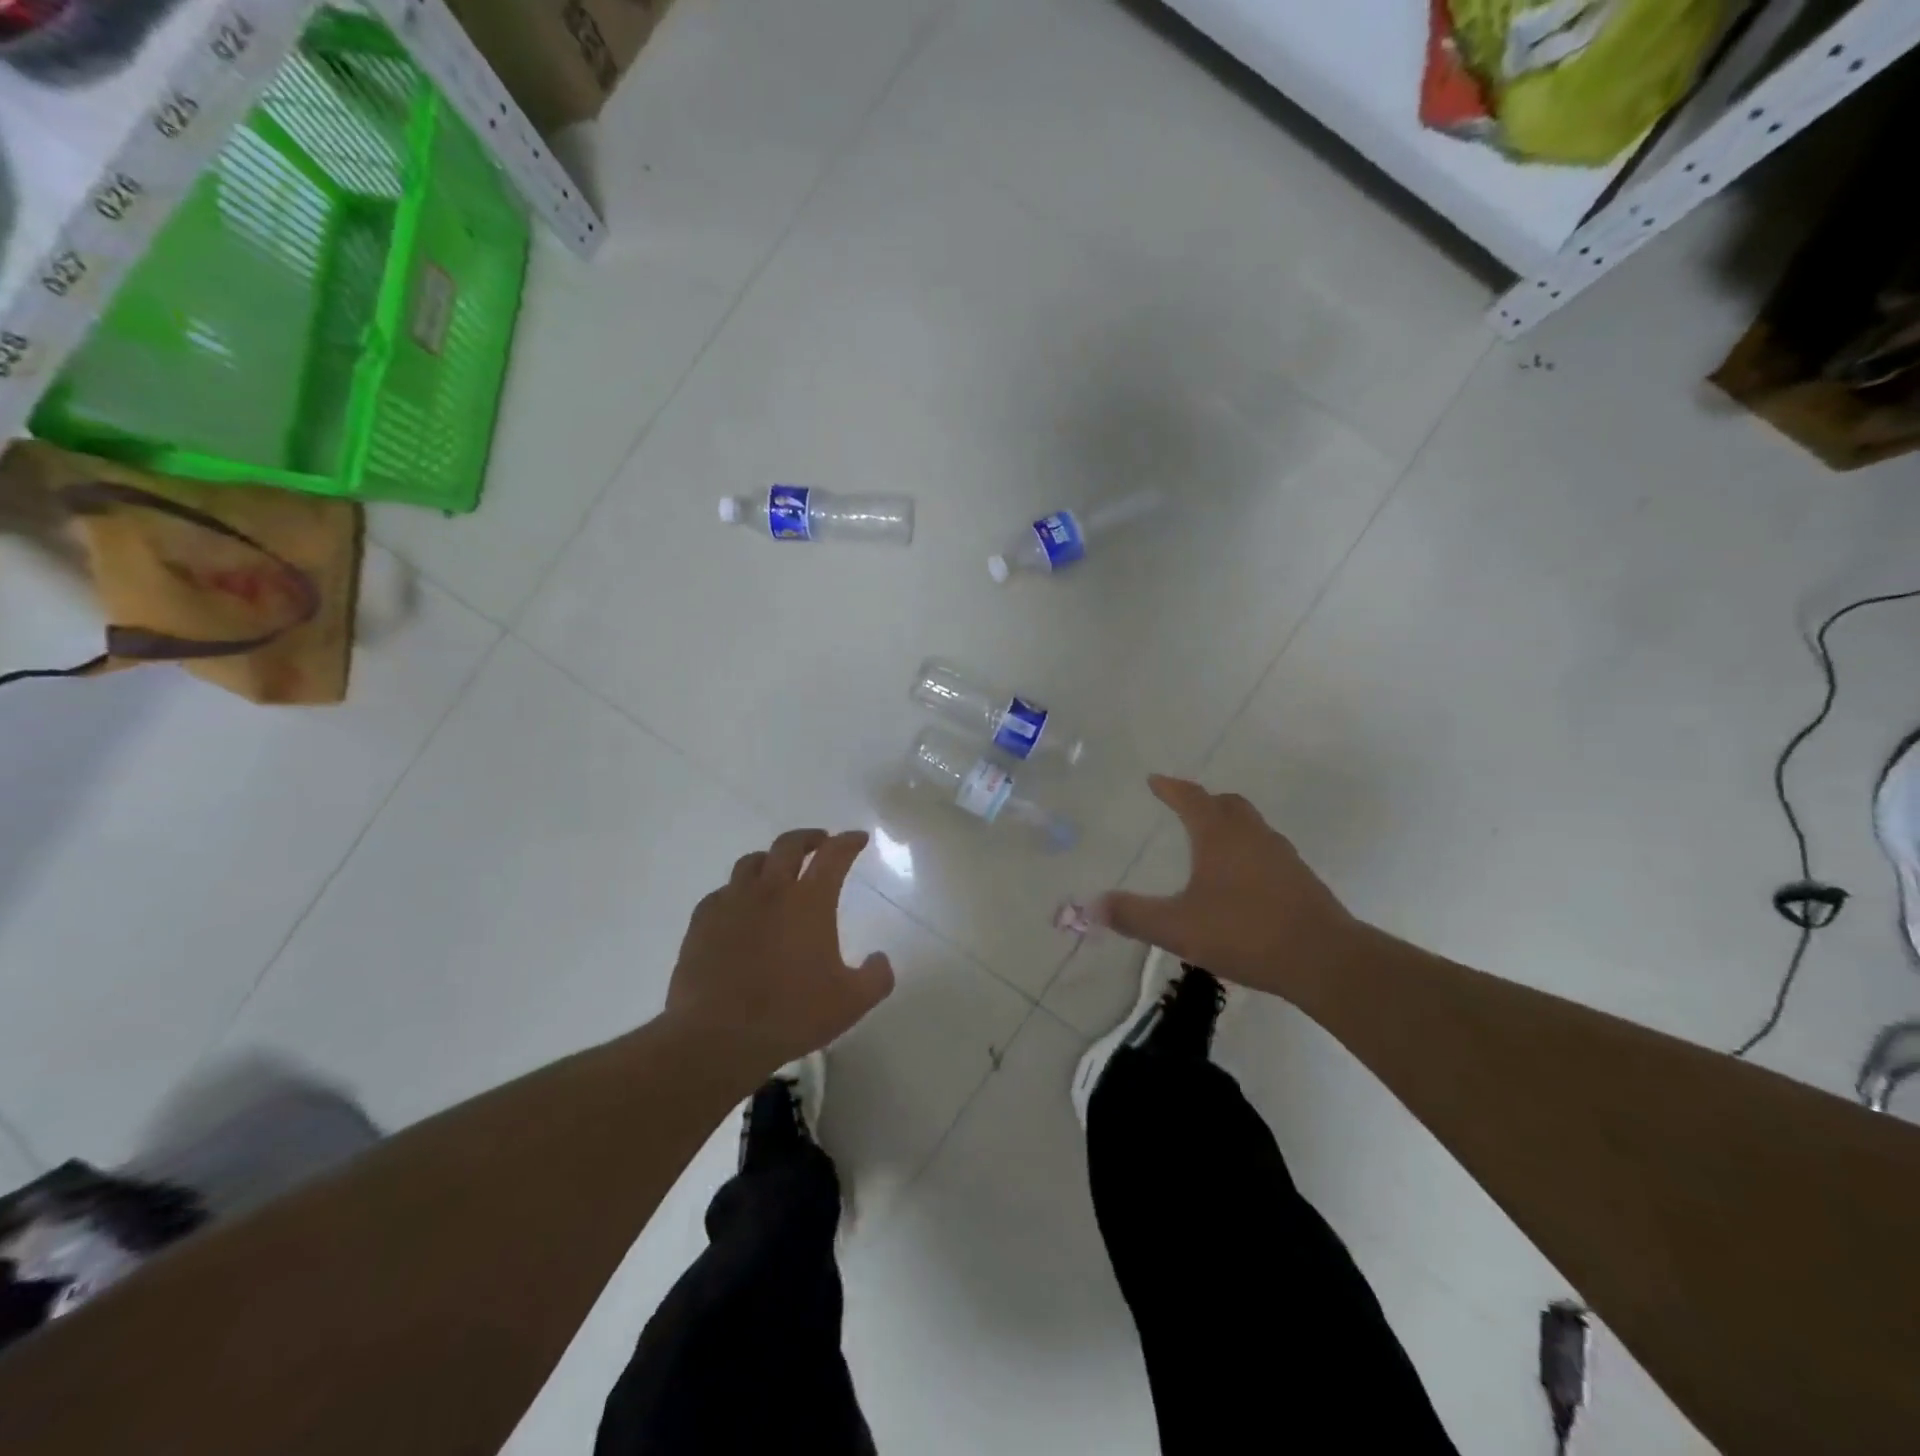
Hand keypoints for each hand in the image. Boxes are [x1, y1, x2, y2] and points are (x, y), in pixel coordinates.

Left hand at [666, 829, 894, 1072]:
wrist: (718, 1037)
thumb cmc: (791, 1014)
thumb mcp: (851, 1003)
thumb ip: (876, 977)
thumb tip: (880, 959)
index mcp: (810, 901)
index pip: (834, 855)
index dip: (848, 842)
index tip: (858, 838)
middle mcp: (771, 891)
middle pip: (789, 845)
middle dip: (809, 838)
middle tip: (820, 842)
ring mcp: (732, 903)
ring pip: (751, 863)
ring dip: (770, 860)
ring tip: (777, 871)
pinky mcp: (702, 922)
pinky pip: (722, 893)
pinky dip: (738, 892)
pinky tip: (740, 908)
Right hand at [1096, 776, 1358, 997]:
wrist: (1322, 959)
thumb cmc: (1244, 932)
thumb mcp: (1177, 927)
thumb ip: (1132, 915)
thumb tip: (1091, 905)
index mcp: (1219, 835)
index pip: (1192, 798)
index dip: (1171, 788)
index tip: (1155, 780)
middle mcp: (1252, 835)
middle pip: (1227, 804)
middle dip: (1204, 801)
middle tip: (1185, 807)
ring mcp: (1281, 855)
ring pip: (1251, 826)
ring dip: (1228, 825)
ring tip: (1210, 843)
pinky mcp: (1300, 879)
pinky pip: (1266, 850)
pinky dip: (1248, 850)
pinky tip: (1241, 880)